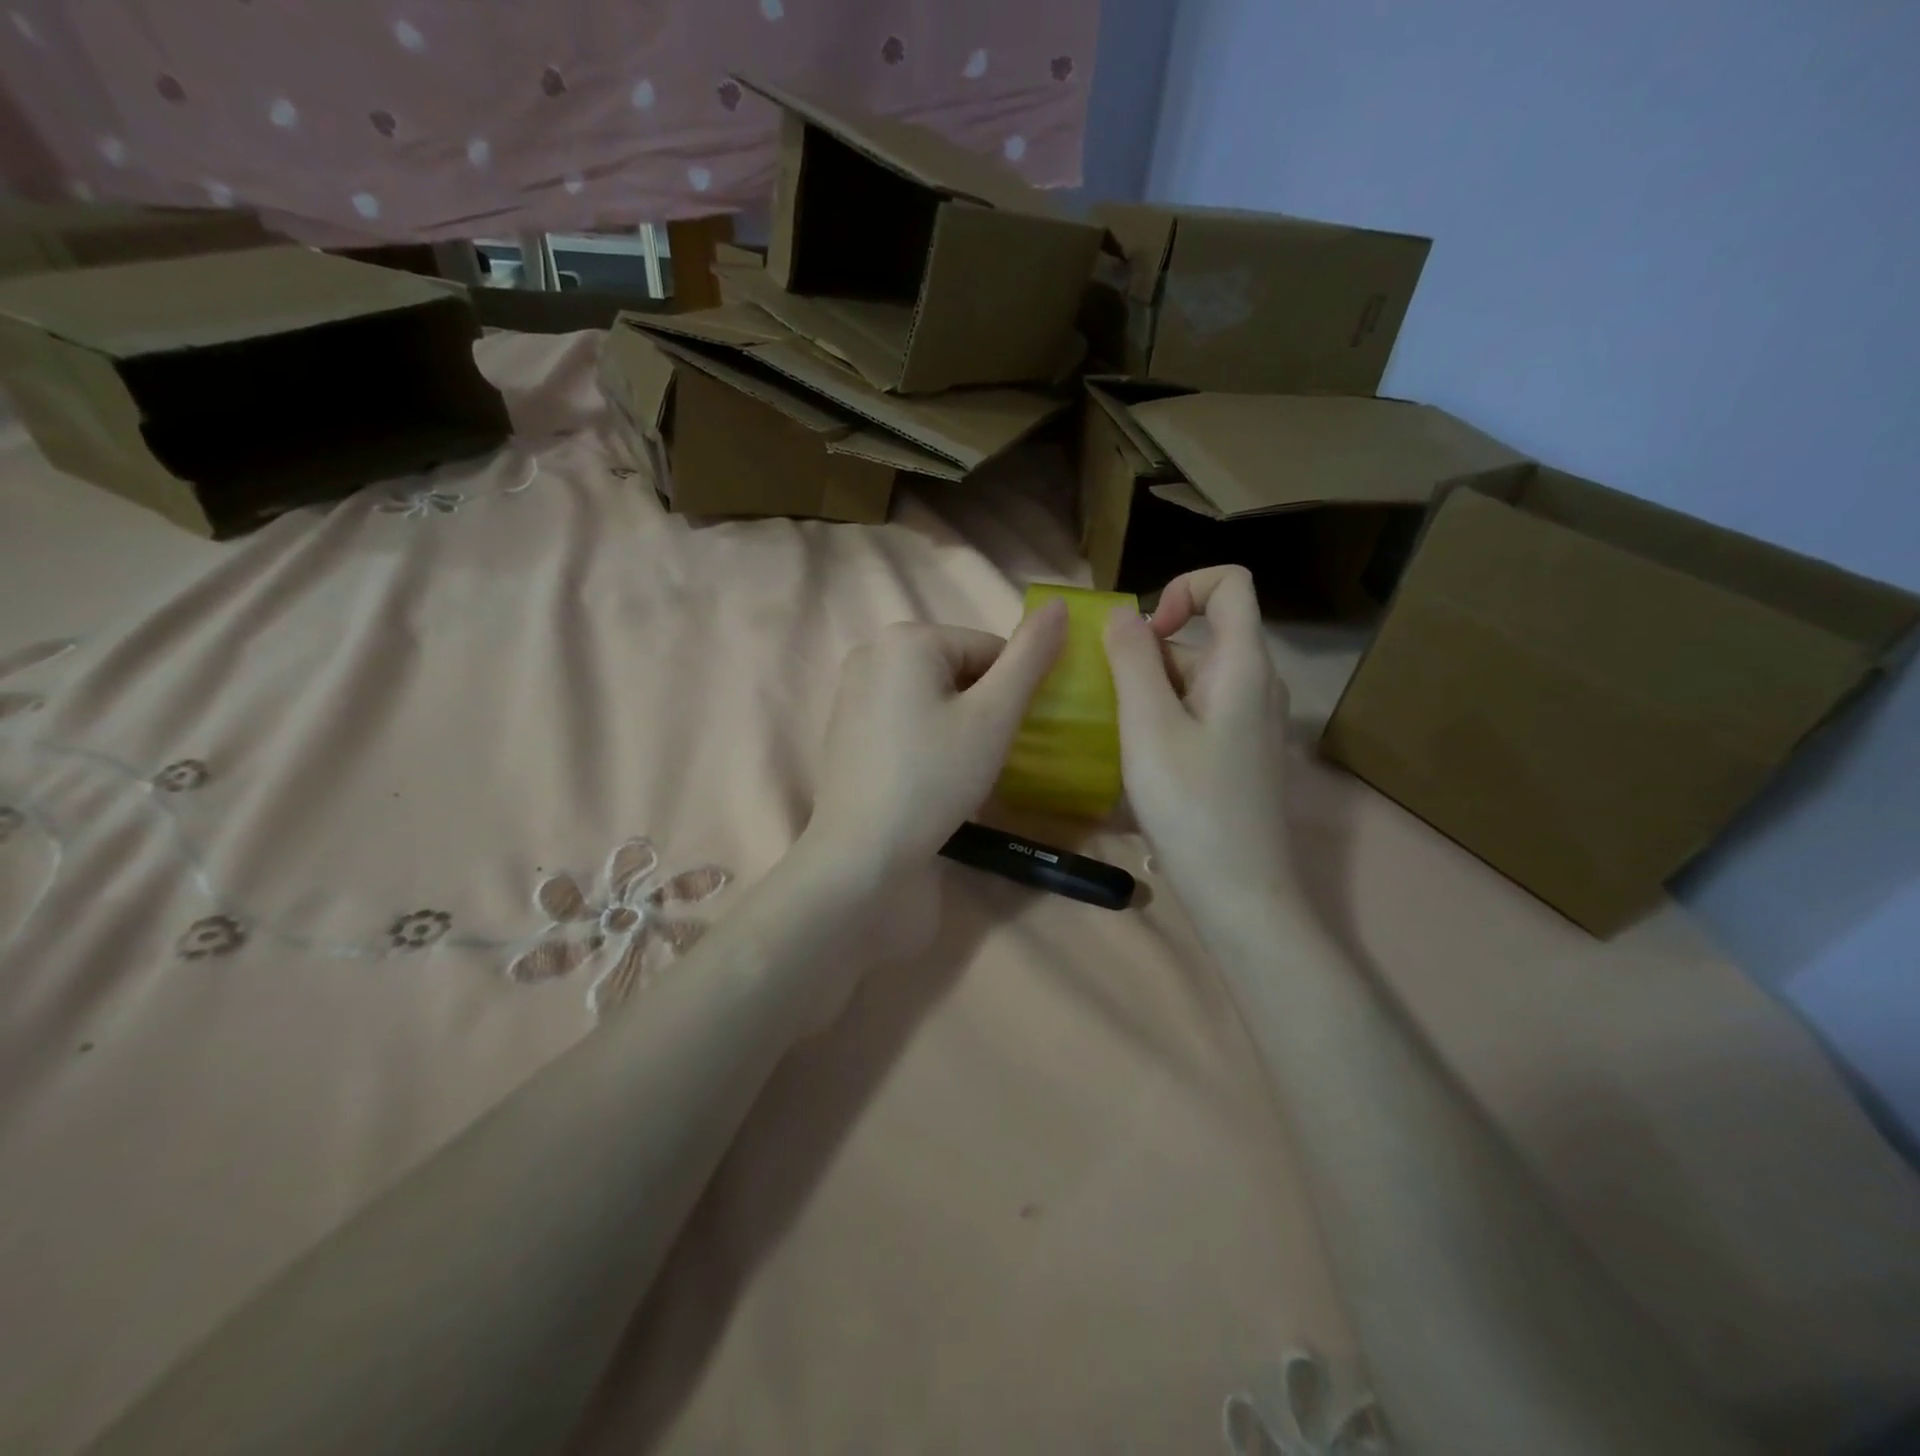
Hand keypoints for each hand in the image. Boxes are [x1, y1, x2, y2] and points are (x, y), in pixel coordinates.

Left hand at [805, 604, 1067, 876]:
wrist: (862, 850)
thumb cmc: (935, 779)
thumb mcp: (994, 716)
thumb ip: (1030, 657)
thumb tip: (1060, 605)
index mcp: (907, 637)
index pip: (989, 649)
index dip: (1010, 694)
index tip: (1004, 737)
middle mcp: (872, 648)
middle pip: (958, 667)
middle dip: (979, 706)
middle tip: (978, 756)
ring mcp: (852, 685)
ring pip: (932, 691)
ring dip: (955, 720)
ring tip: (952, 767)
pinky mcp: (844, 720)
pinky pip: (902, 711)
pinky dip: (923, 732)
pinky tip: (923, 770)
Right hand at [1103, 567, 1295, 910]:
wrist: (1239, 891)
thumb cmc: (1190, 803)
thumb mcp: (1147, 725)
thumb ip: (1133, 659)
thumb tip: (1122, 614)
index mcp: (1243, 664)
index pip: (1230, 583)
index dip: (1182, 587)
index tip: (1142, 633)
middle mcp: (1256, 684)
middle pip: (1200, 637)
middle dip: (1146, 656)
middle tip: (1107, 703)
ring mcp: (1250, 722)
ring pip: (1192, 680)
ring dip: (1147, 694)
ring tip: (1114, 737)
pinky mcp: (1240, 754)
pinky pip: (1197, 714)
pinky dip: (1162, 721)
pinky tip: (1137, 765)